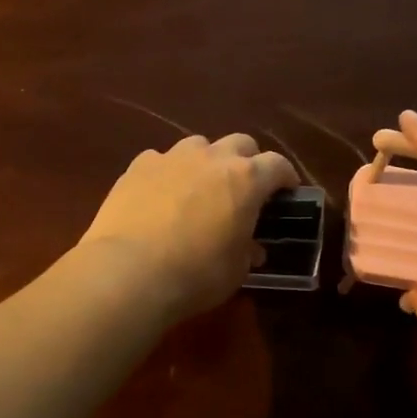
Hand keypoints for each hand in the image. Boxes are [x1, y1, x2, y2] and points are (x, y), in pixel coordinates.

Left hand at [80, 134, 298, 323]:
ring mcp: (172, 157)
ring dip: (206, 162)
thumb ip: (247, 251)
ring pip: (199, 145)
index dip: (286, 177)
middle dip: (248, 161)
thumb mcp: (236, 271)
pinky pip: (161, 160)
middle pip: (241, 143)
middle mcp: (212, 158)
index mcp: (246, 179)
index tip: (287, 191)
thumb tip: (252, 248)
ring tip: (200, 188)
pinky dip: (168, 173)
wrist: (129, 271)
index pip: (278, 165)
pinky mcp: (138, 166)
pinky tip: (160, 195)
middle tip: (244, 188)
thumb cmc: (196, 274)